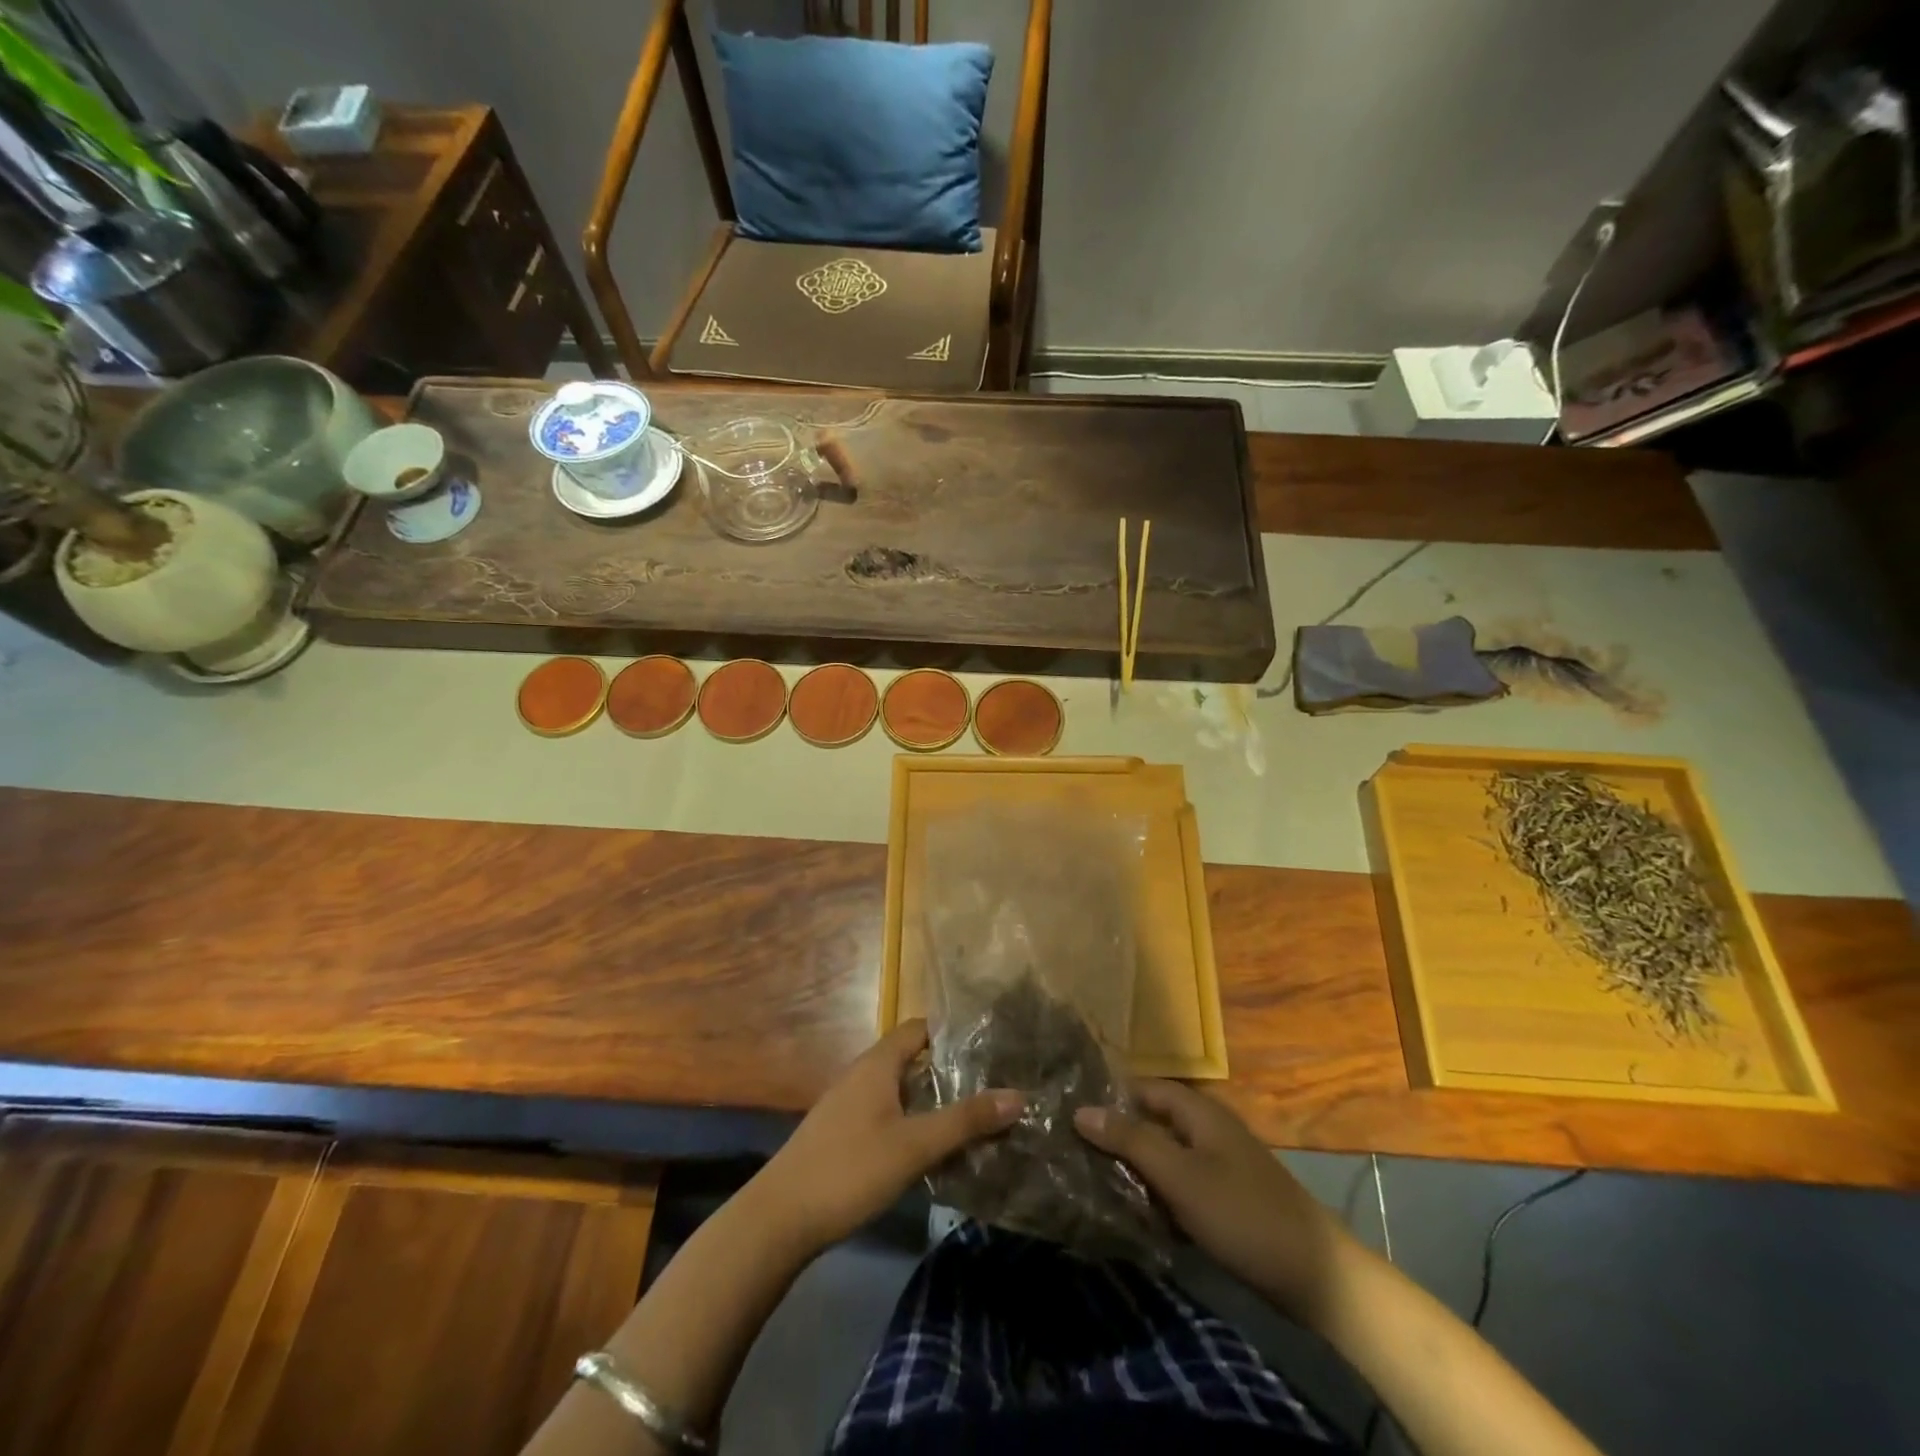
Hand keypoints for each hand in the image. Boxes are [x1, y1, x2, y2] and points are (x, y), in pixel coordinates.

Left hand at [756, 1020, 1021, 1254]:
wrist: (779, 1220)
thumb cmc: (849, 1170)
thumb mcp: (914, 1145)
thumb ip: (965, 1120)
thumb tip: (1018, 1095)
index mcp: (877, 1064)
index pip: (920, 1028)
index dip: (953, 1033)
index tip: (990, 1046)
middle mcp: (862, 1075)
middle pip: (912, 1059)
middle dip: (950, 1070)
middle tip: (993, 1085)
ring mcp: (849, 1106)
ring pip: (900, 1090)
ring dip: (932, 1100)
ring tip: (974, 1117)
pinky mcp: (843, 1135)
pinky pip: (887, 1114)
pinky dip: (913, 1121)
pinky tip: (933, 1148)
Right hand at [1075, 1080, 1354, 1327]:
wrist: (1317, 1277)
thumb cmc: (1243, 1214)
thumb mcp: (1180, 1176)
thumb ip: (1131, 1140)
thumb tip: (1081, 1110)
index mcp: (1200, 1112)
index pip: (1145, 1087)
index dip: (1111, 1094)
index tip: (1071, 1109)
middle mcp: (1209, 1129)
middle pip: (1154, 1120)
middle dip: (1118, 1133)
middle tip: (1075, 1148)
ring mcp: (1220, 1165)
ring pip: (1166, 1154)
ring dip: (1136, 1166)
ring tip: (1094, 1179)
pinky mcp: (1227, 1199)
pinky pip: (1181, 1183)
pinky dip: (1158, 1192)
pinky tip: (1136, 1212)